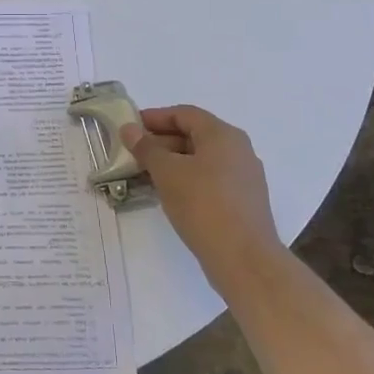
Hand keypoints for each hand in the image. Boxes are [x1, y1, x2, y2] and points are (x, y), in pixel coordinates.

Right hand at [122, 105, 284, 286]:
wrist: (244, 259)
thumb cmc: (203, 205)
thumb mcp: (166, 172)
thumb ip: (146, 147)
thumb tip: (129, 129)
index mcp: (223, 135)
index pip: (184, 114)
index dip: (155, 117)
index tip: (130, 128)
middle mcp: (238, 150)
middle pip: (194, 135)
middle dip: (161, 141)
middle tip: (133, 153)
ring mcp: (244, 177)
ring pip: (202, 159)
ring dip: (172, 162)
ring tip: (145, 175)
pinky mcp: (244, 201)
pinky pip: (210, 179)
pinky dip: (187, 179)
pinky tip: (169, 194)